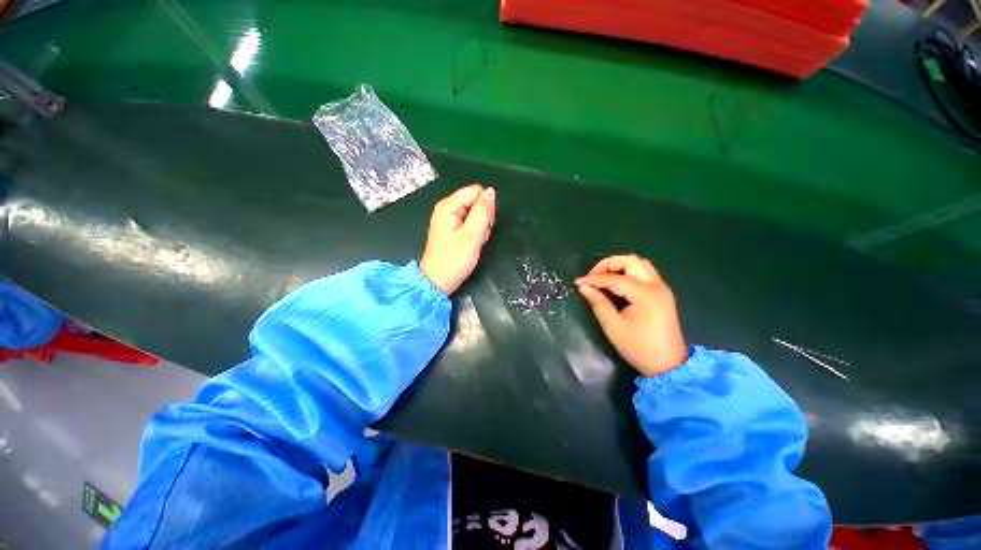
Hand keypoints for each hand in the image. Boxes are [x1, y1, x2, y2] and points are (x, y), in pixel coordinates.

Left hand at [420, 184, 495, 294]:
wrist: (438, 282)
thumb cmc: (454, 260)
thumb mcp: (472, 235)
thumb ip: (483, 212)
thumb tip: (491, 192)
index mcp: (449, 206)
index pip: (476, 191)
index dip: (485, 207)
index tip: (484, 225)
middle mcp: (447, 208)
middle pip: (475, 201)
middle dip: (483, 218)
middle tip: (478, 236)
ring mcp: (449, 219)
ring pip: (475, 213)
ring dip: (481, 227)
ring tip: (474, 242)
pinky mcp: (452, 228)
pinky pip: (470, 223)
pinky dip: (475, 233)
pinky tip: (472, 244)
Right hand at [576, 255, 688, 376]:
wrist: (668, 365)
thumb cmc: (639, 348)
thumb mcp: (613, 327)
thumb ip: (598, 303)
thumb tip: (584, 287)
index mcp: (645, 294)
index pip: (614, 278)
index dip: (593, 279)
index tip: (577, 282)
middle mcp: (656, 285)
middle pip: (631, 260)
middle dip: (608, 264)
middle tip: (592, 276)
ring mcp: (662, 287)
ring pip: (639, 264)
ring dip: (619, 266)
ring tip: (603, 278)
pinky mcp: (662, 293)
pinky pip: (644, 272)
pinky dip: (628, 272)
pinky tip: (616, 283)